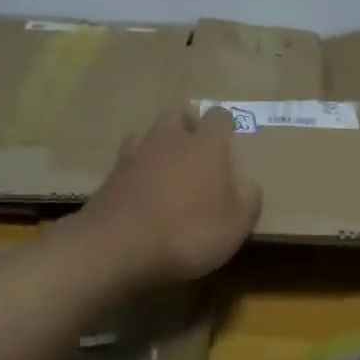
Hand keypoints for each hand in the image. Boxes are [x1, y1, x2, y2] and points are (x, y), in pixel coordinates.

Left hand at [74, 105, 262, 283]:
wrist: (117, 246)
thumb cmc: (188, 232)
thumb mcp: (235, 226)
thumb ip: (248, 200)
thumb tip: (248, 184)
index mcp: (206, 145)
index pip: (219, 117)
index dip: (225, 126)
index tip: (228, 140)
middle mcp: (171, 140)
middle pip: (177, 112)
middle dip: (187, 122)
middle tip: (195, 145)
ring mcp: (136, 155)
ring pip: (148, 133)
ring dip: (158, 143)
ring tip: (165, 166)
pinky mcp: (110, 176)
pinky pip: (127, 161)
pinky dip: (136, 169)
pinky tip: (139, 189)